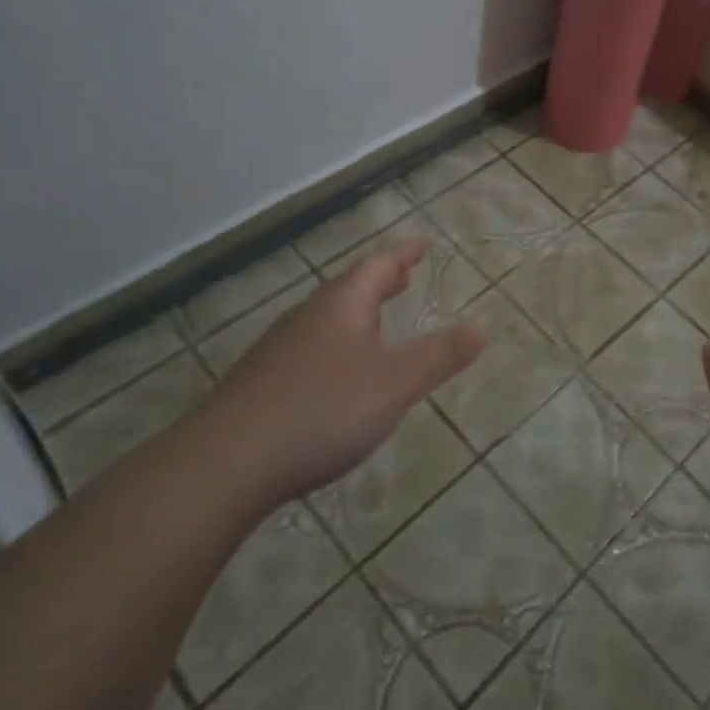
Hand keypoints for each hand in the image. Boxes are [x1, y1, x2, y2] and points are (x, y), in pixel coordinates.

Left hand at [196, 240, 483, 512]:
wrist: (227, 462)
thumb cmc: (322, 410)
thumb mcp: (395, 383)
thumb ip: (440, 355)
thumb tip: (482, 328)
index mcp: (343, 305)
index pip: (379, 265)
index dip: (404, 254)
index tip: (423, 246)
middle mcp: (309, 316)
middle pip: (350, 287)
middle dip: (381, 281)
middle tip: (404, 277)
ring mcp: (280, 348)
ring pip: (328, 317)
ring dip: (357, 312)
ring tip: (377, 320)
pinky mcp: (261, 382)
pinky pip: (310, 346)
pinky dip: (336, 342)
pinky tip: (336, 373)